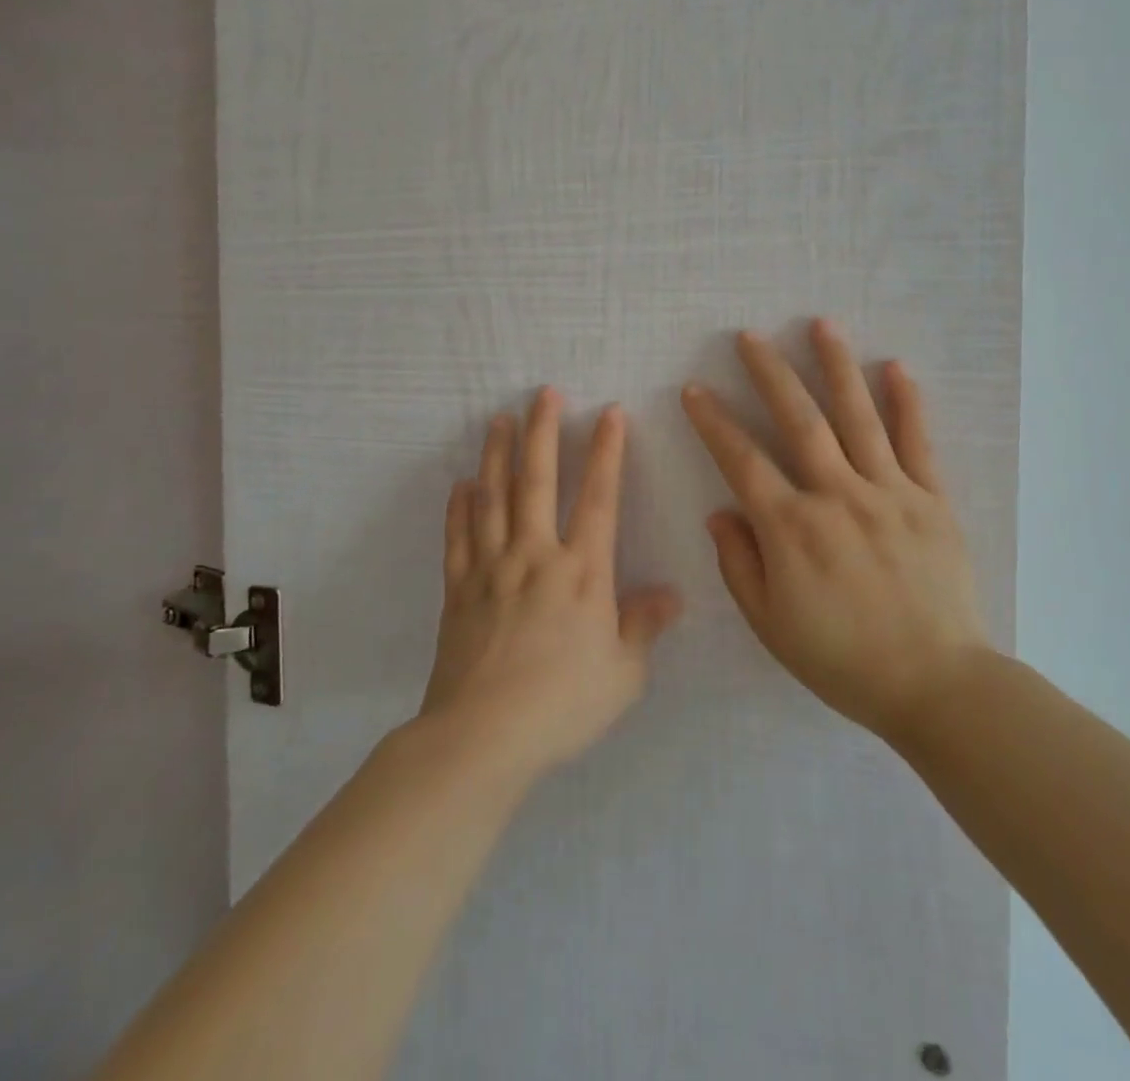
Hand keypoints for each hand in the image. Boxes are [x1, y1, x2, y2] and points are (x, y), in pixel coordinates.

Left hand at [421, 390, 681, 779]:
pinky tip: (460, 486)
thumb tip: (671, 595)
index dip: (608, 451)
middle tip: (543, 393)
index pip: (600, 497)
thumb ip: (644, 626)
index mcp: (582, 571)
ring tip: (498, 420)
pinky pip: (457, 538)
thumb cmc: (562, 704)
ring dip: (496, 455)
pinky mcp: (458, 590)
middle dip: (543, 432)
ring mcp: (491, 569)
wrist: (482, 736)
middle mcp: (536, 556)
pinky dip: (459, 508)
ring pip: (493, 498)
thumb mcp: (623, 673)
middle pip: (538, 480)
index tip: (610, 412)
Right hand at [682, 321, 986, 739]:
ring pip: (858, 416)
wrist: (935, 684)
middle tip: (749, 336)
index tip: (695, 389)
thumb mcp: (771, 624)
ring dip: (836, 366)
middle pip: (799, 420)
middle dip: (770, 373)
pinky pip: (917, 443)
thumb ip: (740, 563)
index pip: (742, 460)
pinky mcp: (932, 500)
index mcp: (792, 528)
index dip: (714, 422)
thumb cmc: (843, 660)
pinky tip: (895, 367)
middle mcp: (838, 495)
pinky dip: (907, 403)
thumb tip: (721, 511)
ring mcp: (889, 492)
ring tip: (820, 324)